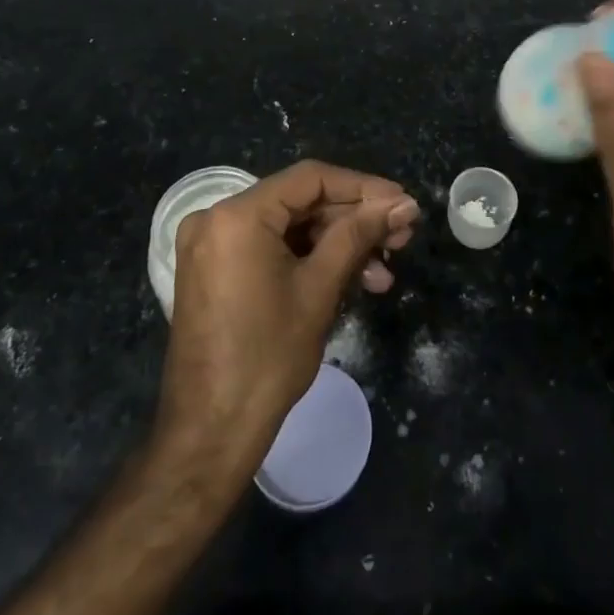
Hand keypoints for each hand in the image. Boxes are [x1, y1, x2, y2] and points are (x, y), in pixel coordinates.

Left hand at [159, 161, 418, 474]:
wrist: (209, 435)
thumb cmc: (268, 358)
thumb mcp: (320, 289)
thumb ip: (360, 235)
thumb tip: (404, 204)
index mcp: (238, 214)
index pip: (311, 179)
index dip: (363, 188)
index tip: (403, 203)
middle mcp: (217, 217)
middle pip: (300, 202)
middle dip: (354, 220)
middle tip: (401, 237)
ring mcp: (212, 244)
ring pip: (289, 227)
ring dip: (337, 245)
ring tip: (384, 271)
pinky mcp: (214, 270)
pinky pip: (270, 248)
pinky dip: (308, 260)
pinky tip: (350, 280)